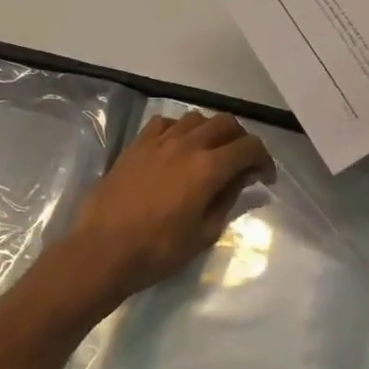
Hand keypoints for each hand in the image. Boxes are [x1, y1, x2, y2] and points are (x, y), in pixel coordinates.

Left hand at [61, 111, 274, 305]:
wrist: (103, 250)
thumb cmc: (158, 250)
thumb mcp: (204, 233)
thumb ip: (227, 199)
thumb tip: (242, 178)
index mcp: (208, 168)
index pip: (249, 147)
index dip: (264, 159)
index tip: (265, 177)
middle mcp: (187, 145)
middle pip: (225, 123)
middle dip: (241, 140)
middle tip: (241, 163)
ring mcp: (159, 141)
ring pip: (195, 118)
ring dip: (210, 131)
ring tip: (209, 153)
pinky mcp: (136, 145)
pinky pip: (164, 123)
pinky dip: (178, 130)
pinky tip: (176, 148)